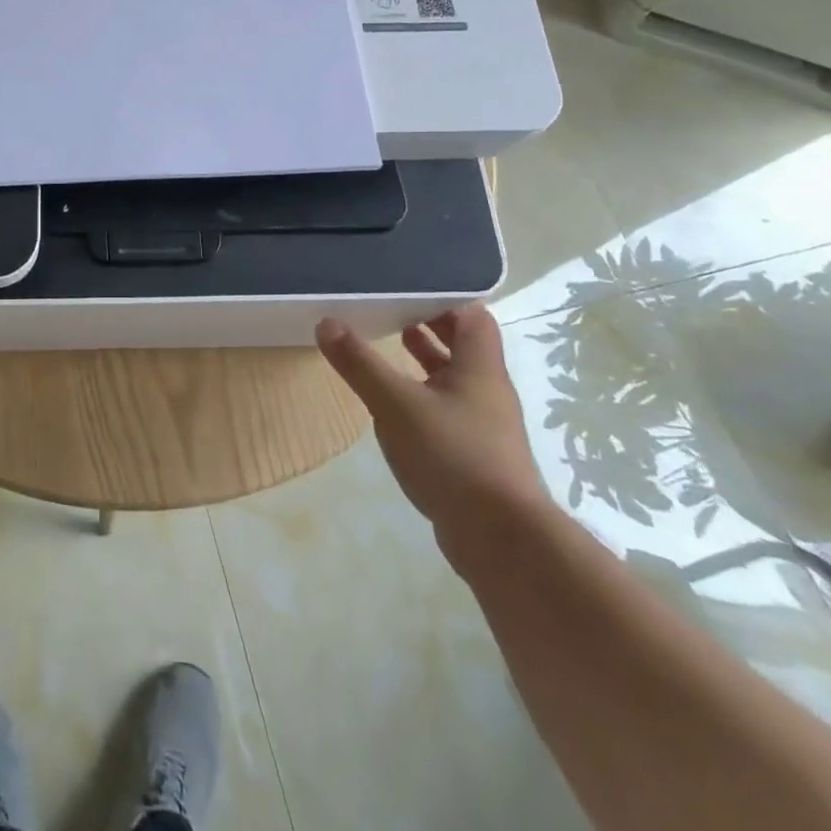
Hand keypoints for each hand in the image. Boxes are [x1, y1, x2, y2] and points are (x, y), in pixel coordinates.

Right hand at [315, 306, 549, 570]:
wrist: (502, 540)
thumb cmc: (453, 456)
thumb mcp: (395, 404)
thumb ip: (360, 363)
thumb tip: (328, 322)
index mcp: (479, 367)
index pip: (471, 315)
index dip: (442, 298)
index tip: (406, 289)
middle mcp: (488, 390)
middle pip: (463, 345)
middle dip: (429, 327)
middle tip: (390, 312)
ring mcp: (485, 426)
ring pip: (455, 380)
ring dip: (425, 362)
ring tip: (388, 348)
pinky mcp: (476, 456)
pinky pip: (449, 412)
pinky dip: (424, 398)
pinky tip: (395, 408)